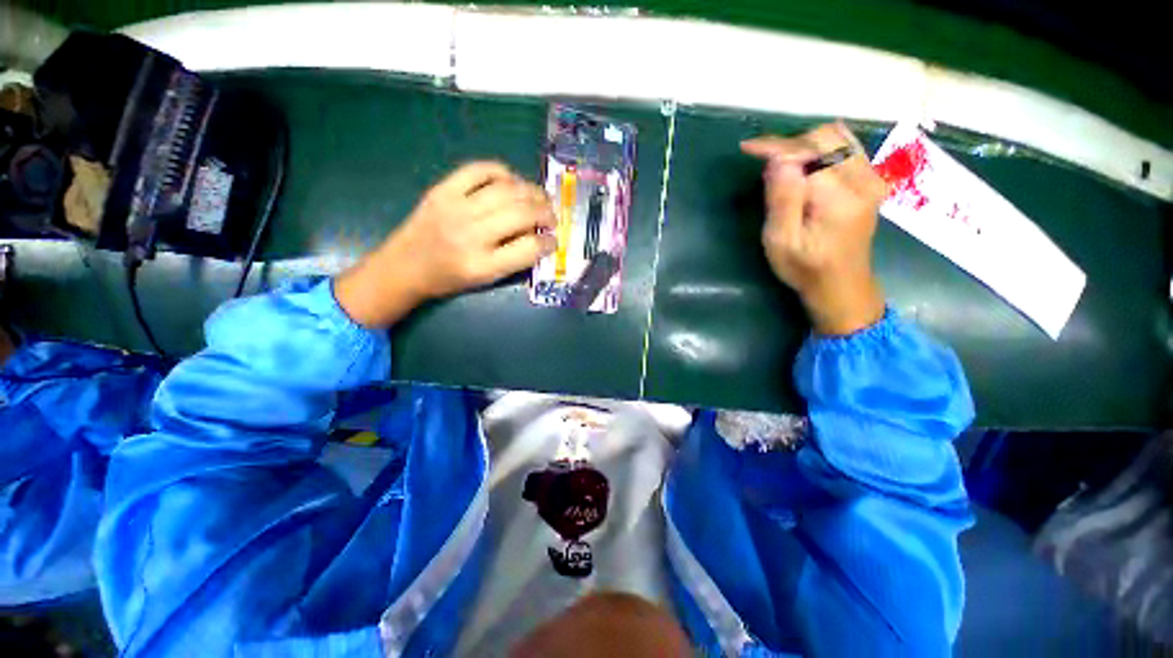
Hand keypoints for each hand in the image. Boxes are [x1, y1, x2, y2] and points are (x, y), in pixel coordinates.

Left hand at [335, 162, 555, 327]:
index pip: (529, 248)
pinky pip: (479, 170)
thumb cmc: (449, 279)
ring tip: (539, 197)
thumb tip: (539, 237)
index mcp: (482, 265)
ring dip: (531, 191)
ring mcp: (455, 208)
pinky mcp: (443, 189)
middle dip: (546, 213)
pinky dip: (502, 172)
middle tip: (552, 217)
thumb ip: (514, 260)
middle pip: (521, 214)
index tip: (553, 240)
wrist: (404, 266)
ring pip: (506, 189)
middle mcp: (471, 235)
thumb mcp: (486, 280)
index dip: (548, 242)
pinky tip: (511, 181)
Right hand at [741, 122, 886, 334]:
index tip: (747, 148)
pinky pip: (848, 146)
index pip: (806, 155)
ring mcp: (872, 178)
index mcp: (838, 198)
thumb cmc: (804, 269)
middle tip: (767, 168)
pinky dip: (823, 147)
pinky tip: (807, 163)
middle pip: (824, 138)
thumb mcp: (780, 241)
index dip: (774, 146)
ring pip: (837, 137)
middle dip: (790, 145)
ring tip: (784, 167)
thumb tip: (778, 161)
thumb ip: (781, 199)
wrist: (841, 285)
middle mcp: (863, 180)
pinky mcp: (872, 180)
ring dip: (805, 145)